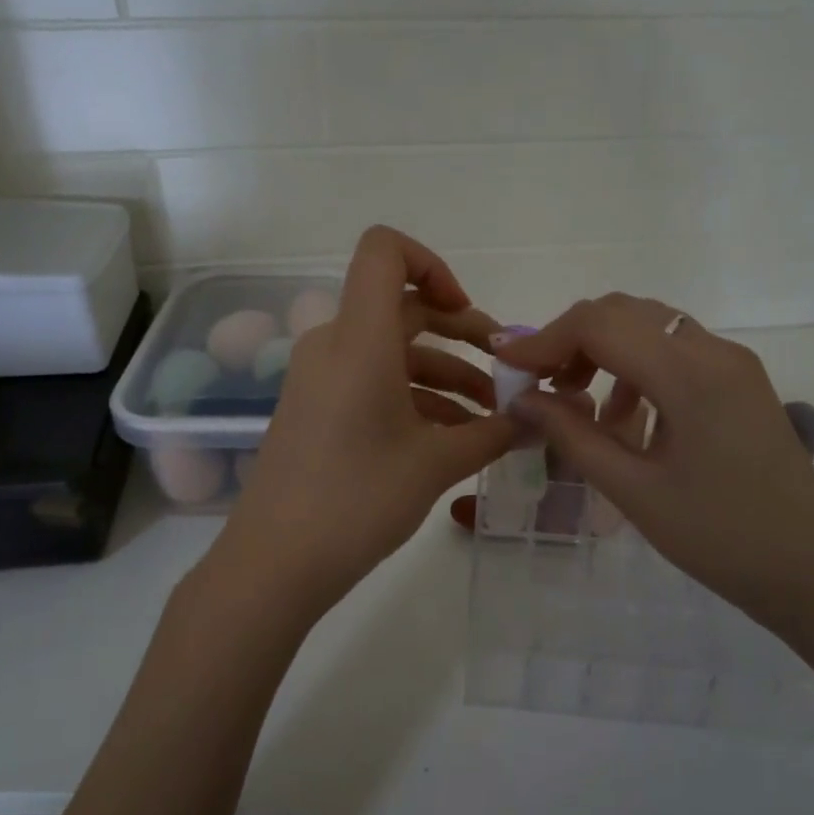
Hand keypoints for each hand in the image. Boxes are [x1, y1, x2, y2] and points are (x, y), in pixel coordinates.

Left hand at [217, 227, 515, 611]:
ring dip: (445, 375)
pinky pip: (372, 383)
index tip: (466, 314)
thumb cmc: (358, 500)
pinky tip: (454, 439)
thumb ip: (493, 434)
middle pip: (401, 308)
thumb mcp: (436, 464)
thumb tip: (537, 420)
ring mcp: (320, 379)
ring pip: (392, 353)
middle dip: (460, 333)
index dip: (431, 264)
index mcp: (359, 339)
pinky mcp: (316, 409)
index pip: (383, 251)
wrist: (276, 563)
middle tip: (505, 372)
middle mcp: (334, 345)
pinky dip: (414, 398)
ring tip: (492, 419)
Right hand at [496, 293, 813, 633]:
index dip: (544, 339)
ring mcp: (733, 362)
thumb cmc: (718, 537)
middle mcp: (714, 351)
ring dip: (604, 352)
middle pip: (624, 313)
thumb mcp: (632, 490)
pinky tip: (625, 417)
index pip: (600, 325)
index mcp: (690, 375)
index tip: (507, 366)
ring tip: (578, 405)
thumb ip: (572, 435)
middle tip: (541, 385)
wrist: (811, 569)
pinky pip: (676, 351)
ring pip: (650, 326)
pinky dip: (636, 367)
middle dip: (572, 340)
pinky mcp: (740, 379)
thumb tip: (522, 399)